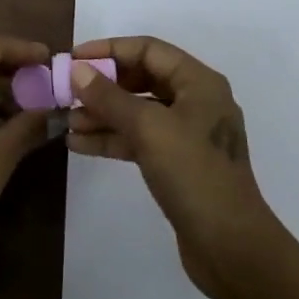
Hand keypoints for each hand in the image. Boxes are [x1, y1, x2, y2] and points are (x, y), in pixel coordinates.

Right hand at [68, 36, 280, 298]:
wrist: (231, 249)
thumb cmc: (194, 174)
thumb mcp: (149, 129)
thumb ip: (110, 98)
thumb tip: (77, 71)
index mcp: (198, 82)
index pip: (148, 49)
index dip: (109, 50)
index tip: (74, 59)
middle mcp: (195, 101)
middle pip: (142, 79)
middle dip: (103, 85)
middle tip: (67, 92)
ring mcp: (187, 134)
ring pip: (138, 112)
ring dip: (103, 114)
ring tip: (66, 121)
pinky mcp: (178, 163)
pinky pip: (140, 139)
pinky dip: (113, 139)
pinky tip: (79, 145)